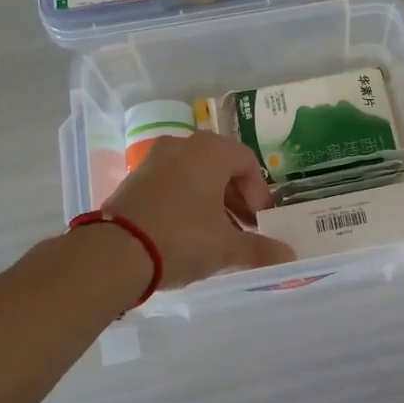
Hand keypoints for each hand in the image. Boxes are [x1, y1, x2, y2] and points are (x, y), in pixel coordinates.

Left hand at [103, 133, 295, 287]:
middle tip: (244, 229)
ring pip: (195, 175)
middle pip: (221, 167)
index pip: (247, 162)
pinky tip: (188, 234)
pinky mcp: (134, 179)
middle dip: (237, 199)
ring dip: (212, 202)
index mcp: (210, 151)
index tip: (261, 221)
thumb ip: (260, 249)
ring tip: (218, 235)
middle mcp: (182, 146)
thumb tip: (289, 256)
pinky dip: (187, 202)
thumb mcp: (226, 247)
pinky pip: (172, 184)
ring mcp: (154, 160)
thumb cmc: (182, 238)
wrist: (114, 252)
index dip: (260, 193)